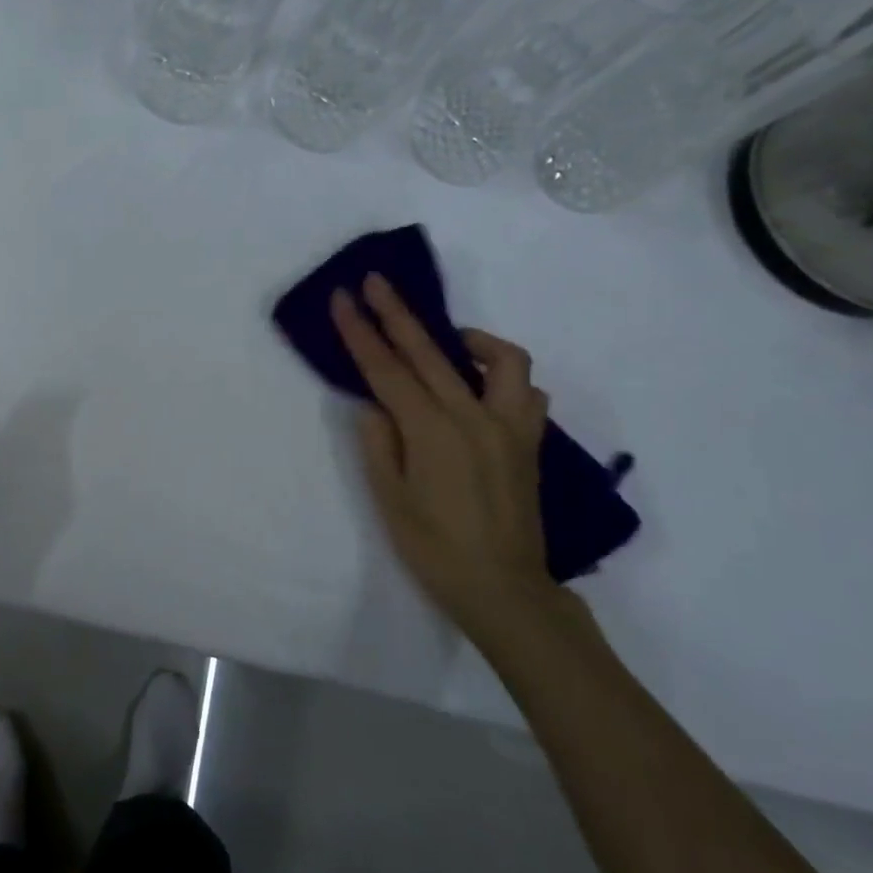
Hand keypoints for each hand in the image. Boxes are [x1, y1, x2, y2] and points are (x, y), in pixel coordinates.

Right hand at [330, 274, 563, 639]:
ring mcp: (510, 428)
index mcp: (432, 433)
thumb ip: (378, 444)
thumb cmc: (435, 550)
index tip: (342, 298)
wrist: (505, 591)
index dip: (360, 332)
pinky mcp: (530, 442)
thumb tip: (374, 405)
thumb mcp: (388, 500)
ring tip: (445, 341)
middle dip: (397, 312)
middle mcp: (475, 418)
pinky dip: (503, 378)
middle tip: (375, 282)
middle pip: (430, 351)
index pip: (386, 370)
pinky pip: (526, 392)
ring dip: (468, 339)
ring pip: (502, 360)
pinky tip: (480, 389)